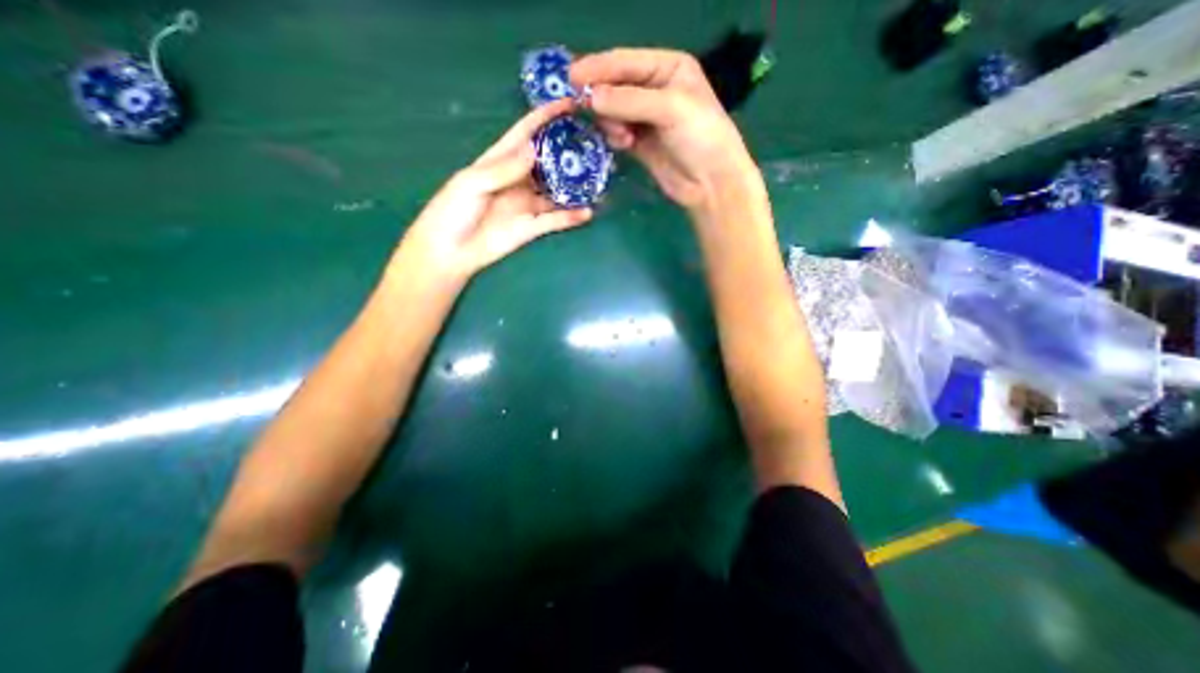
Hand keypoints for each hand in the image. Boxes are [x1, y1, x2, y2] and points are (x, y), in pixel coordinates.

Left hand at [394, 99, 593, 286]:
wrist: (450, 251)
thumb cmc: (452, 211)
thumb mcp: (471, 182)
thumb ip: (502, 168)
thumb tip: (534, 149)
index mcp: (499, 160)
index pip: (526, 133)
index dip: (546, 117)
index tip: (570, 104)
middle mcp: (519, 179)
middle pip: (548, 160)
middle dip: (568, 150)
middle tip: (594, 143)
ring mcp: (528, 204)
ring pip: (557, 191)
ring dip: (575, 185)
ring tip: (599, 177)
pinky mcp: (532, 227)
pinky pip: (556, 220)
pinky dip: (571, 216)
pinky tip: (588, 212)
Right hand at [567, 47, 757, 213]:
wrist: (710, 184)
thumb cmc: (700, 137)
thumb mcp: (670, 109)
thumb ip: (629, 101)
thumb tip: (589, 98)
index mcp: (668, 68)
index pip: (626, 62)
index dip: (598, 68)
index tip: (571, 78)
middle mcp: (655, 89)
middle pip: (616, 86)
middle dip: (601, 97)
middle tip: (581, 108)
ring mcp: (646, 118)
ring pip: (613, 111)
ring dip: (610, 121)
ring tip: (622, 136)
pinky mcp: (640, 143)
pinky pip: (617, 132)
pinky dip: (615, 136)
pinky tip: (624, 144)